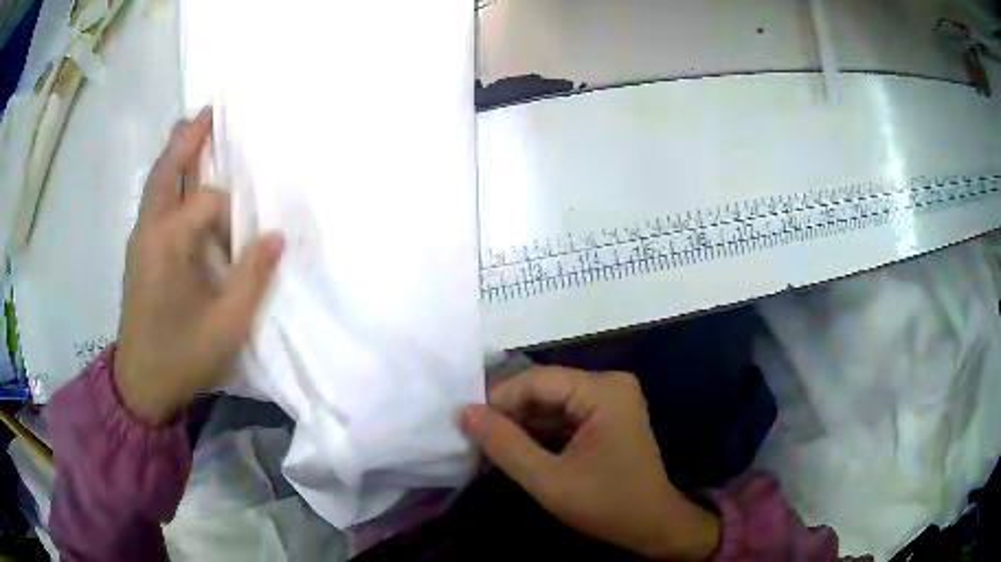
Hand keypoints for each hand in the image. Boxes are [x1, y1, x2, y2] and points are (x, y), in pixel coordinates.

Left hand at [114, 108, 283, 424]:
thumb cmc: (183, 354)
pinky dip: (166, 179)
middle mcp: (150, 230)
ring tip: (190, 129)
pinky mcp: (137, 252)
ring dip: (174, 154)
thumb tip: (277, 235)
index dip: (232, 214)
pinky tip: (178, 180)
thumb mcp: (228, 324)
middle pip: (168, 171)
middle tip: (206, 111)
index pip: (208, 204)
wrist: (141, 383)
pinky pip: (152, 201)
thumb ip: (253, 276)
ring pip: (156, 183)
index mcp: (170, 242)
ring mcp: (139, 239)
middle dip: (187, 139)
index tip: (247, 239)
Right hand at [461, 366, 719, 560]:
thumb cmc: (606, 506)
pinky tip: (516, 450)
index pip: (537, 381)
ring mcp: (610, 399)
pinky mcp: (607, 415)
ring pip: (551, 403)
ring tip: (488, 446)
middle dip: (509, 414)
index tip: (466, 424)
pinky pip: (564, 415)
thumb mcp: (548, 480)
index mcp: (603, 391)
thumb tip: (464, 413)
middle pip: (544, 389)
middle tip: (474, 438)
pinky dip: (539, 432)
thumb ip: (505, 445)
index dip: (498, 400)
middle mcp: (609, 384)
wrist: (652, 525)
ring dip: (521, 425)